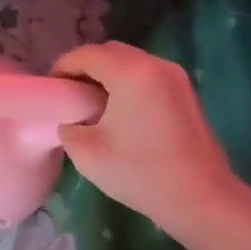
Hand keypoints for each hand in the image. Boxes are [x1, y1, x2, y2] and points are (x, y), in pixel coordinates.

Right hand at [50, 41, 244, 234]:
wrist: (201, 198)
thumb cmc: (140, 172)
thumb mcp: (87, 153)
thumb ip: (69, 127)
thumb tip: (73, 120)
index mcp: (130, 71)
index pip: (85, 55)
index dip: (62, 68)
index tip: (49, 88)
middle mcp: (155, 64)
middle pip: (110, 52)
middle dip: (85, 67)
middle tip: (68, 93)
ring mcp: (175, 77)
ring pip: (131, 62)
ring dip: (108, 75)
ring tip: (91, 103)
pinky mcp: (186, 93)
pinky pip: (148, 76)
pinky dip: (128, 83)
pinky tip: (120, 111)